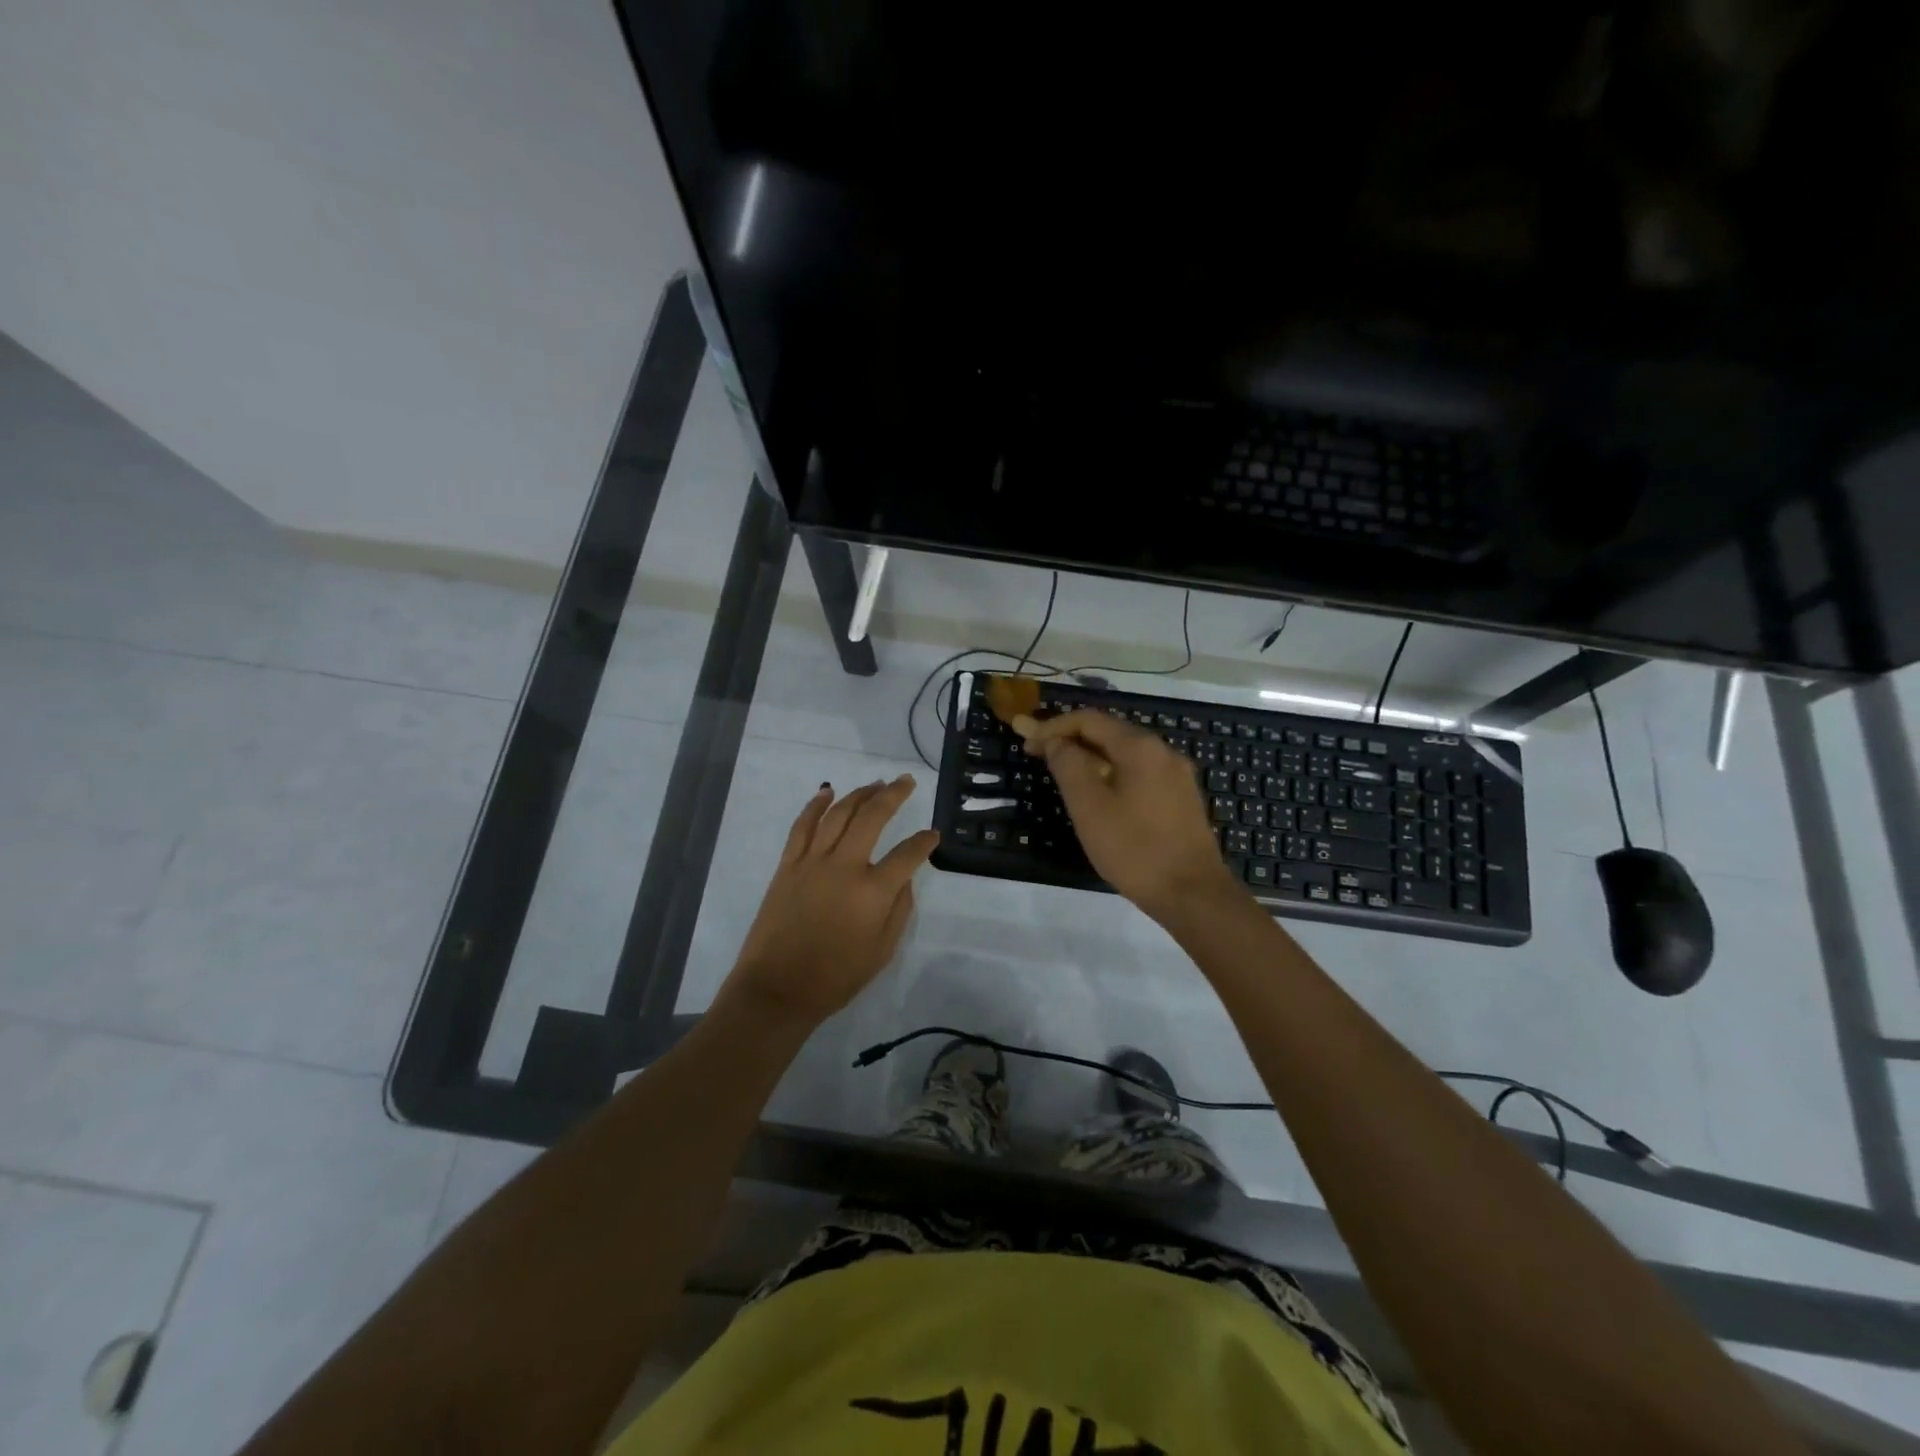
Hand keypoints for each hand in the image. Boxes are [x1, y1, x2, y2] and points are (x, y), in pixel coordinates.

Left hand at [723, 776, 938, 1027]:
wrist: (777, 989)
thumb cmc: (836, 978)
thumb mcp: (882, 951)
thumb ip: (899, 909)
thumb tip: (904, 878)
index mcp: (873, 892)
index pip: (908, 854)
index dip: (924, 842)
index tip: (933, 835)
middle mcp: (844, 866)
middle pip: (873, 817)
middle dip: (893, 795)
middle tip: (906, 781)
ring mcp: (812, 862)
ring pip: (839, 814)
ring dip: (860, 794)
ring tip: (876, 783)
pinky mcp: (787, 865)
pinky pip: (802, 826)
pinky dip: (815, 805)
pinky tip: (827, 791)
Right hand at [1019, 710, 1238, 919]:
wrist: (1192, 894)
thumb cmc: (1134, 848)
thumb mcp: (1089, 806)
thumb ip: (1068, 766)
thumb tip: (1056, 741)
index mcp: (1140, 747)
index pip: (1089, 720)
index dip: (1053, 727)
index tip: (1026, 742)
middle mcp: (1163, 751)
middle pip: (1109, 733)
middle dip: (1071, 739)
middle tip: (1039, 755)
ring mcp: (1176, 775)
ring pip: (1124, 754)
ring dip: (1091, 757)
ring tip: (1063, 774)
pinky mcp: (1181, 798)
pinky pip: (1139, 773)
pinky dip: (1112, 773)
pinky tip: (1098, 794)